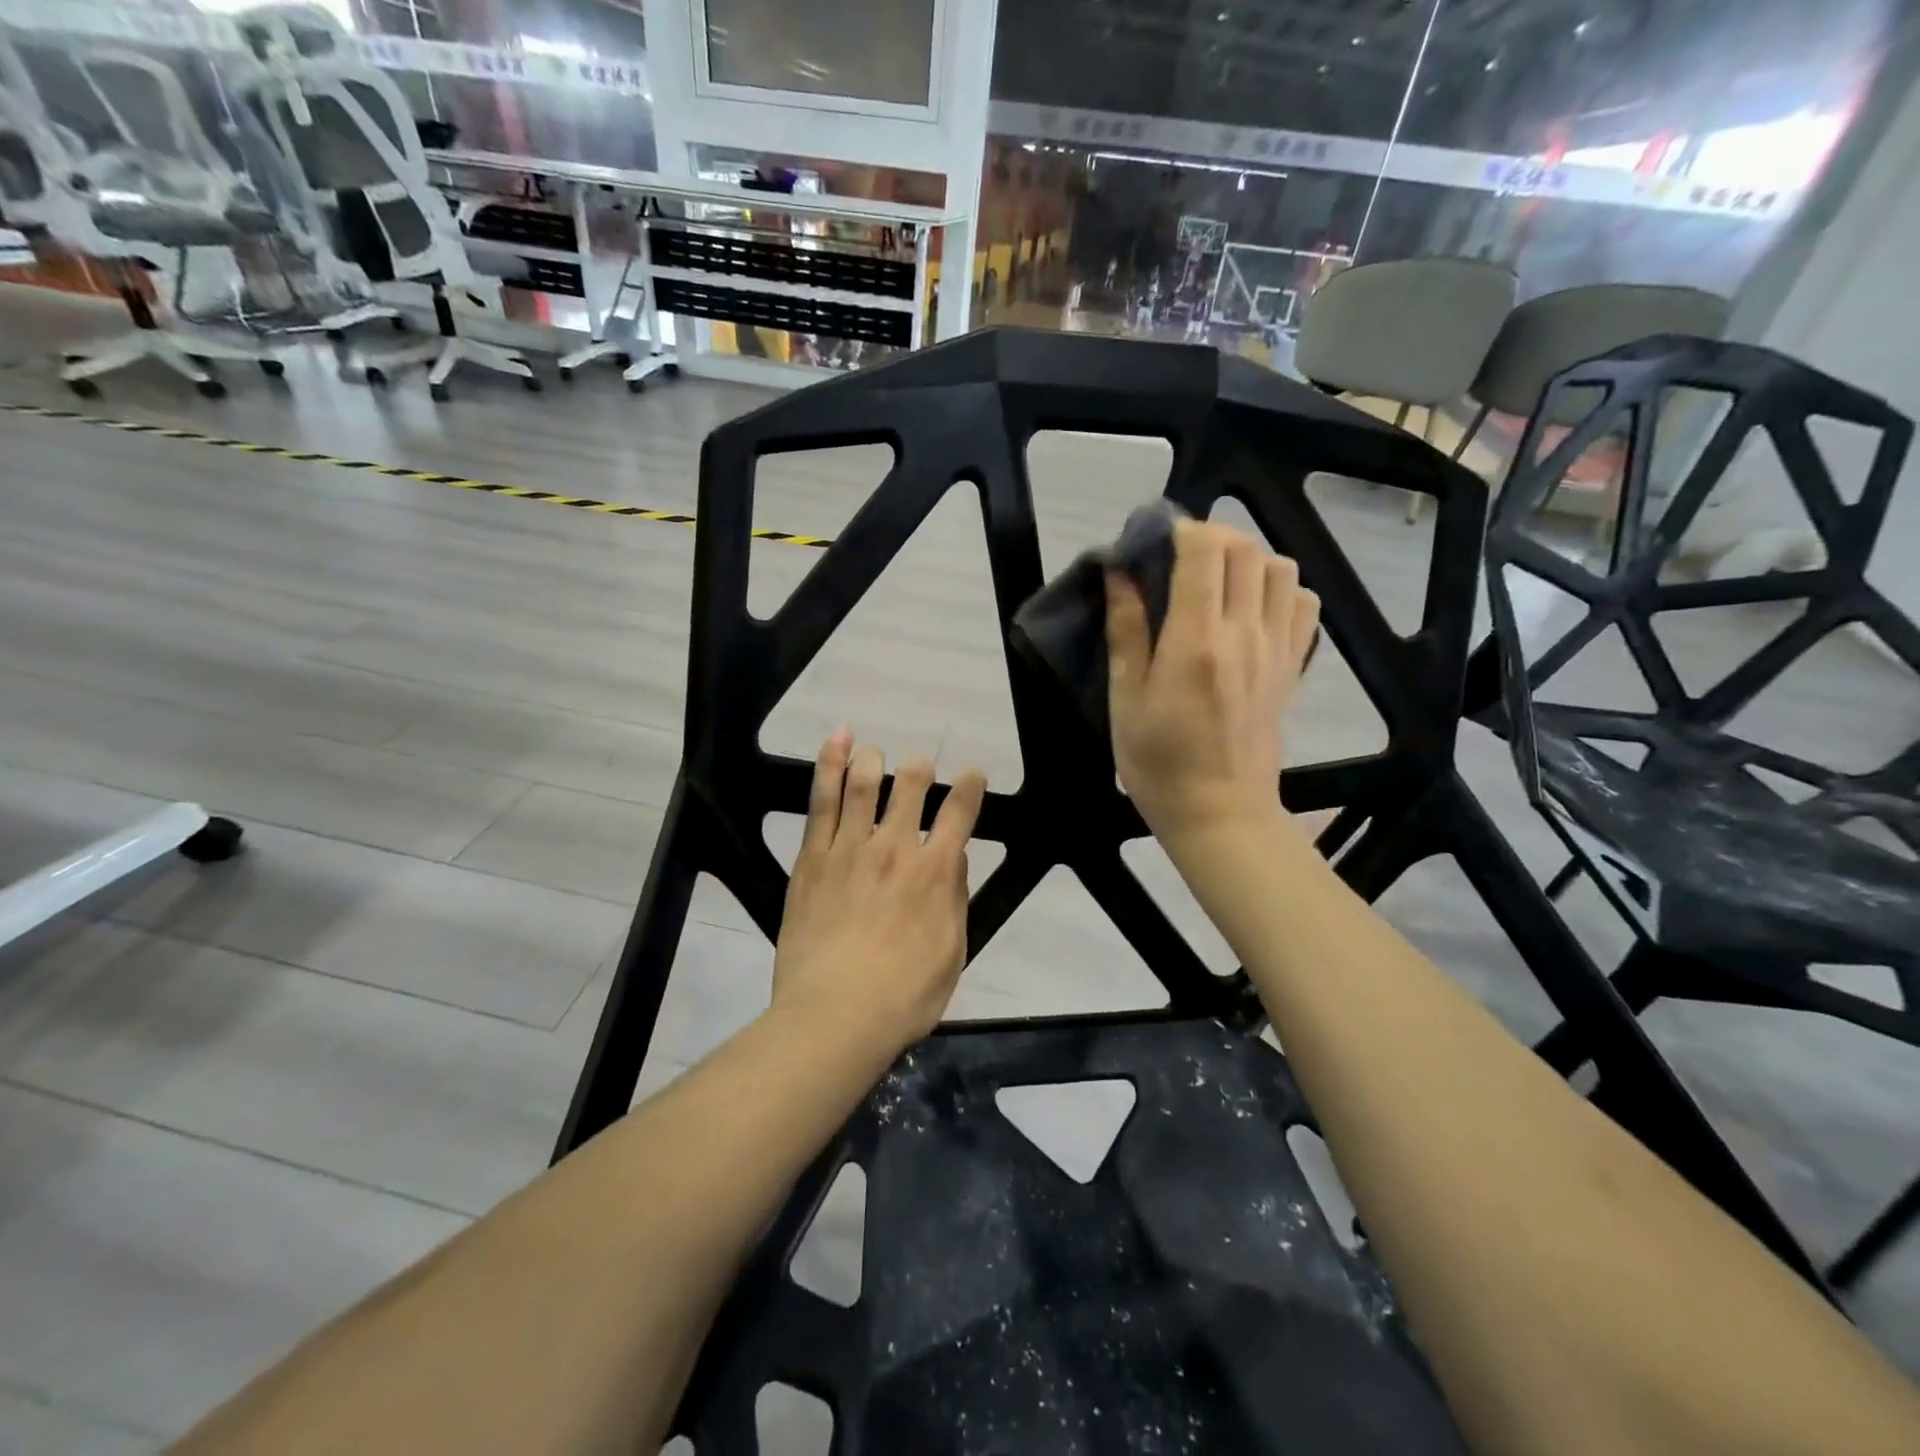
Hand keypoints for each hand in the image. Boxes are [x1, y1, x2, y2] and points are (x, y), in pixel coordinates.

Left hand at [771, 731, 986, 1054]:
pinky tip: (837, 742)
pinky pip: (822, 800)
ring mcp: (849, 848)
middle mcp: (895, 848)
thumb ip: (954, 898)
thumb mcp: (951, 954)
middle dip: (920, 770)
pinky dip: (829, 764)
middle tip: (919, 769)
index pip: (960, 812)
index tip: (972, 775)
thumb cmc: (903, 996)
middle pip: (911, 787)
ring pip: (864, 784)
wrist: (834, 1015)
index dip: (970, 787)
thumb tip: (953, 855)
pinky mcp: (812, 856)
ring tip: (875, 753)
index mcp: (935, 872)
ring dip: (874, 761)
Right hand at [1106, 519, 1318, 845]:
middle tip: (1177, 559)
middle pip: (1245, 548)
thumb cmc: (1158, 763)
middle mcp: (1245, 634)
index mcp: (1196, 642)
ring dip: (1247, 559)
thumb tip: (1120, 573)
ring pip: (1281, 568)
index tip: (1152, 543)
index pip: (1204, 550)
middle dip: (1209, 536)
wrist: (1220, 813)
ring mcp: (1277, 649)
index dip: (1178, 530)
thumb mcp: (1125, 700)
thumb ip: (1126, 631)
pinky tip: (1250, 610)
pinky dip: (1279, 590)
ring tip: (1215, 583)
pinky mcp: (1292, 666)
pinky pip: (1302, 604)